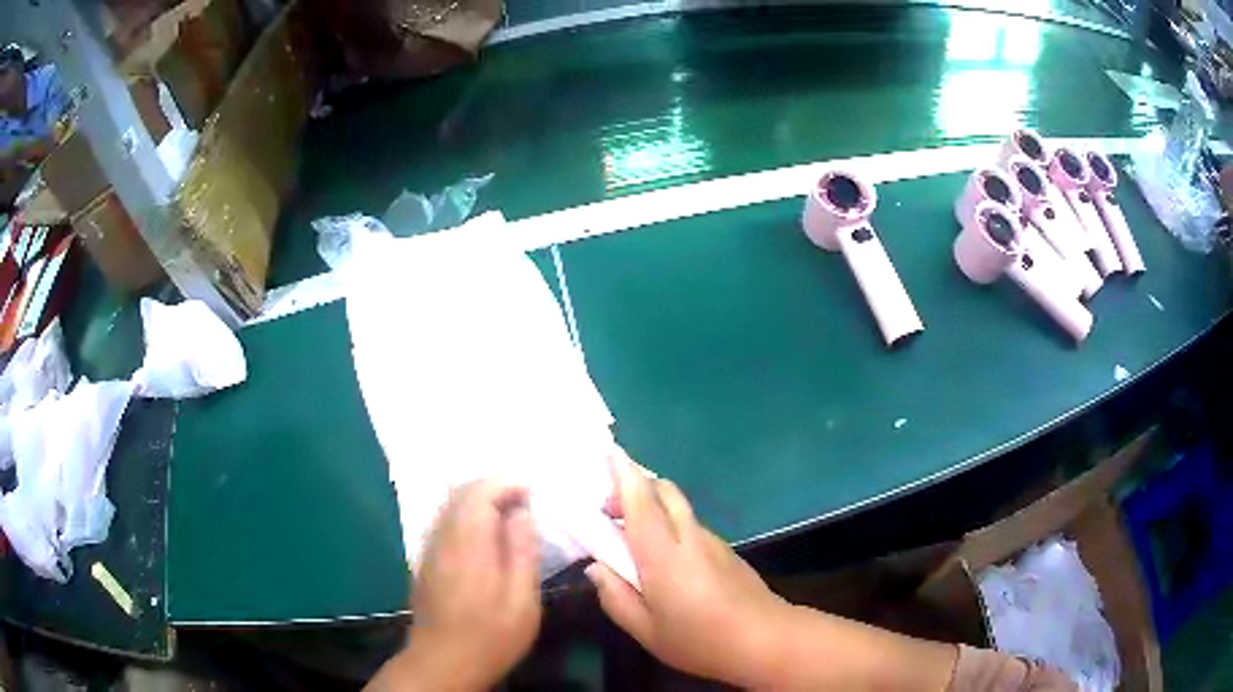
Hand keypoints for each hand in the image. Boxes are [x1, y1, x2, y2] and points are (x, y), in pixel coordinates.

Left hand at [369, 480, 540, 690]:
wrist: (443, 662)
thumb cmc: (491, 635)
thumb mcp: (522, 600)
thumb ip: (522, 551)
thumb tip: (522, 513)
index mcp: (469, 544)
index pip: (481, 492)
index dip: (507, 484)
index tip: (532, 493)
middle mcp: (443, 538)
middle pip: (461, 492)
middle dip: (493, 487)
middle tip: (523, 502)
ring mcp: (429, 549)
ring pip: (449, 505)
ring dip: (477, 499)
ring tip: (506, 515)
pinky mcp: (424, 561)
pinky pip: (443, 522)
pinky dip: (464, 515)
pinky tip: (482, 536)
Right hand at [586, 448, 793, 687]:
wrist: (766, 640)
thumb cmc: (700, 640)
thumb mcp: (647, 631)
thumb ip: (616, 598)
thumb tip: (596, 568)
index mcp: (663, 555)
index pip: (641, 501)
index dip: (623, 473)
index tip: (607, 451)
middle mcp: (689, 537)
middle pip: (664, 490)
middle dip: (635, 485)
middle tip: (608, 508)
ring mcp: (712, 541)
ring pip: (678, 507)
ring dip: (652, 506)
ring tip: (631, 536)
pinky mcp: (726, 550)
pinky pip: (690, 525)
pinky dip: (669, 524)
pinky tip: (664, 558)